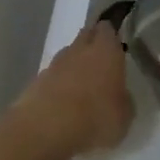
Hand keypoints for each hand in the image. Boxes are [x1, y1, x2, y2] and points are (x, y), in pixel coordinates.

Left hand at [15, 21, 132, 157]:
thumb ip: (124, 101)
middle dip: (92, 45)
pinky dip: (58, 84)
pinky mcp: (35, 81)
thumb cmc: (94, 117)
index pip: (108, 29)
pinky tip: (62, 103)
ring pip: (68, 56)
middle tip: (101, 63)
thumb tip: (120, 98)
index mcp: (106, 50)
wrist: (44, 130)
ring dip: (74, 65)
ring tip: (81, 87)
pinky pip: (52, 76)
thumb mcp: (123, 117)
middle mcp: (80, 49)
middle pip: (86, 36)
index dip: (111, 36)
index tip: (116, 46)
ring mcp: (55, 64)